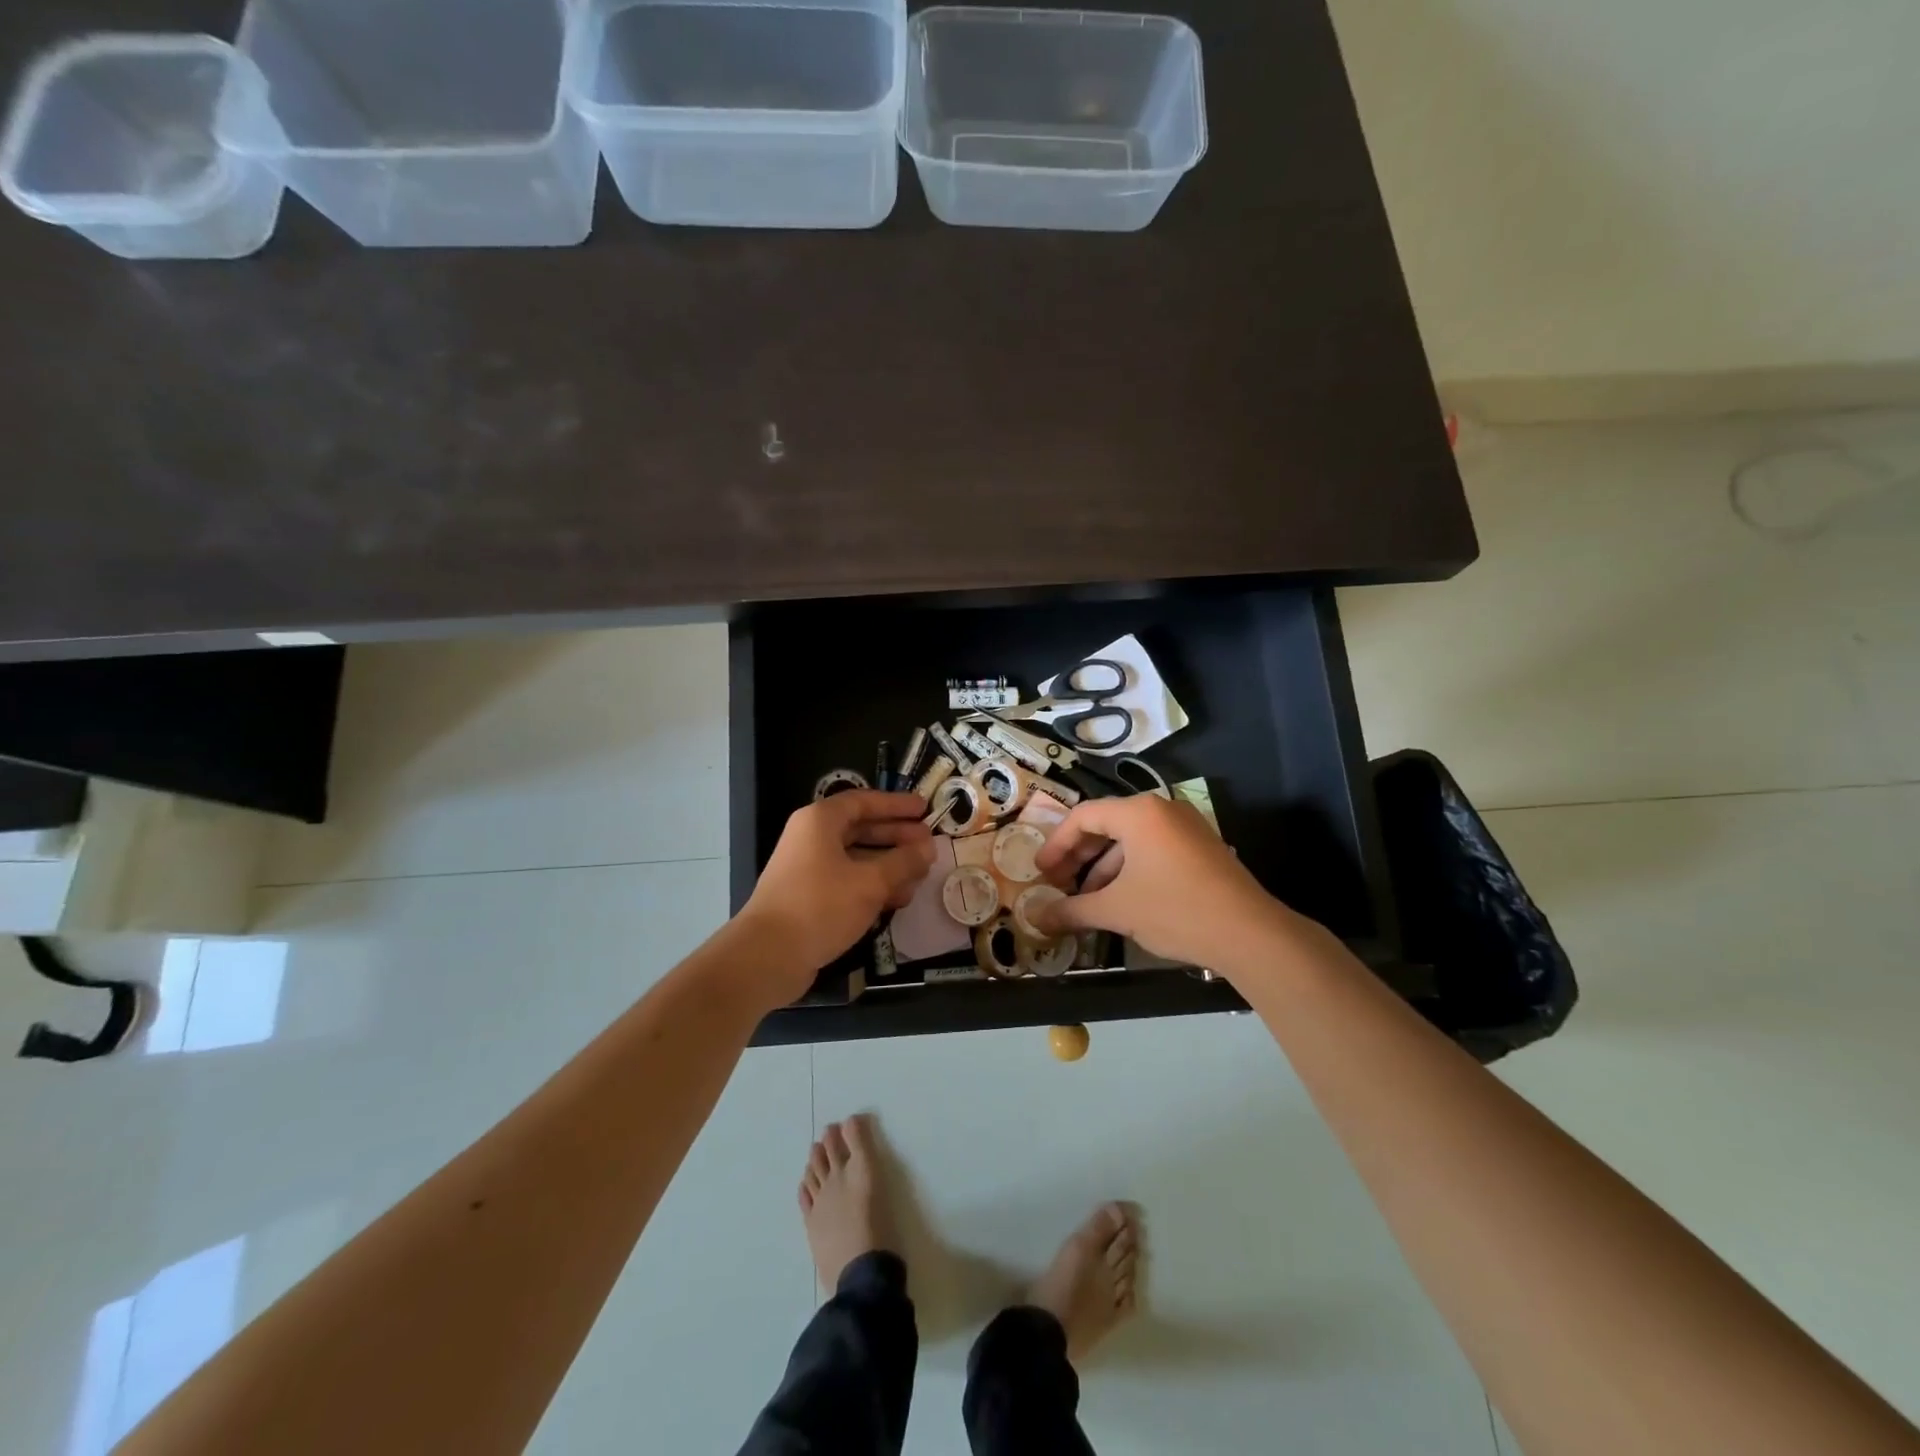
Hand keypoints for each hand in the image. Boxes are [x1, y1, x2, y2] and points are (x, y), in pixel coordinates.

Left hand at [735, 791, 935, 1005]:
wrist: (768, 956)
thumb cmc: (820, 906)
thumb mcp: (870, 882)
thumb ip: (903, 862)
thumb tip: (929, 848)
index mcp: (820, 821)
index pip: (864, 801)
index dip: (896, 805)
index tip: (924, 809)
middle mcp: (811, 838)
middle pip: (861, 829)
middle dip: (897, 837)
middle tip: (929, 844)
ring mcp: (808, 869)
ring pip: (856, 858)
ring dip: (889, 865)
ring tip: (920, 876)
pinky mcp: (809, 897)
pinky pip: (847, 882)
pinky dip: (872, 886)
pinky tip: (898, 899)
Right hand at [1030, 794, 1295, 973]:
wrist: (1251, 934)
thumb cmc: (1176, 910)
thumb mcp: (1117, 910)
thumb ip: (1072, 910)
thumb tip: (1035, 917)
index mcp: (1138, 812)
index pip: (1082, 816)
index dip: (1056, 844)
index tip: (1040, 872)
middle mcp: (1161, 809)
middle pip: (1106, 824)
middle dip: (1078, 857)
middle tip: (1057, 884)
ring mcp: (1185, 826)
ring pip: (1130, 840)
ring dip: (1103, 868)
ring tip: (1087, 900)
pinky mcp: (1200, 847)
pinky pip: (1153, 849)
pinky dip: (1130, 870)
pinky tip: (1122, 901)